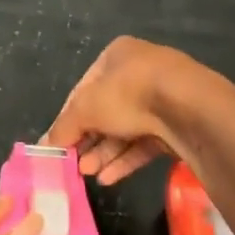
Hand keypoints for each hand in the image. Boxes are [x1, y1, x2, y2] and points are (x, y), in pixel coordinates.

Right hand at [45, 36, 214, 184]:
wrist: (191, 109)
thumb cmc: (130, 94)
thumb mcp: (86, 109)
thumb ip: (63, 127)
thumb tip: (44, 145)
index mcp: (117, 55)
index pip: (84, 89)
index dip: (68, 118)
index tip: (58, 144)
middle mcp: (140, 72)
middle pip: (105, 111)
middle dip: (88, 139)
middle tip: (73, 164)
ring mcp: (162, 99)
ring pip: (125, 129)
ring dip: (104, 153)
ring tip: (88, 174)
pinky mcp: (177, 125)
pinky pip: (145, 142)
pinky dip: (126, 159)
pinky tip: (109, 178)